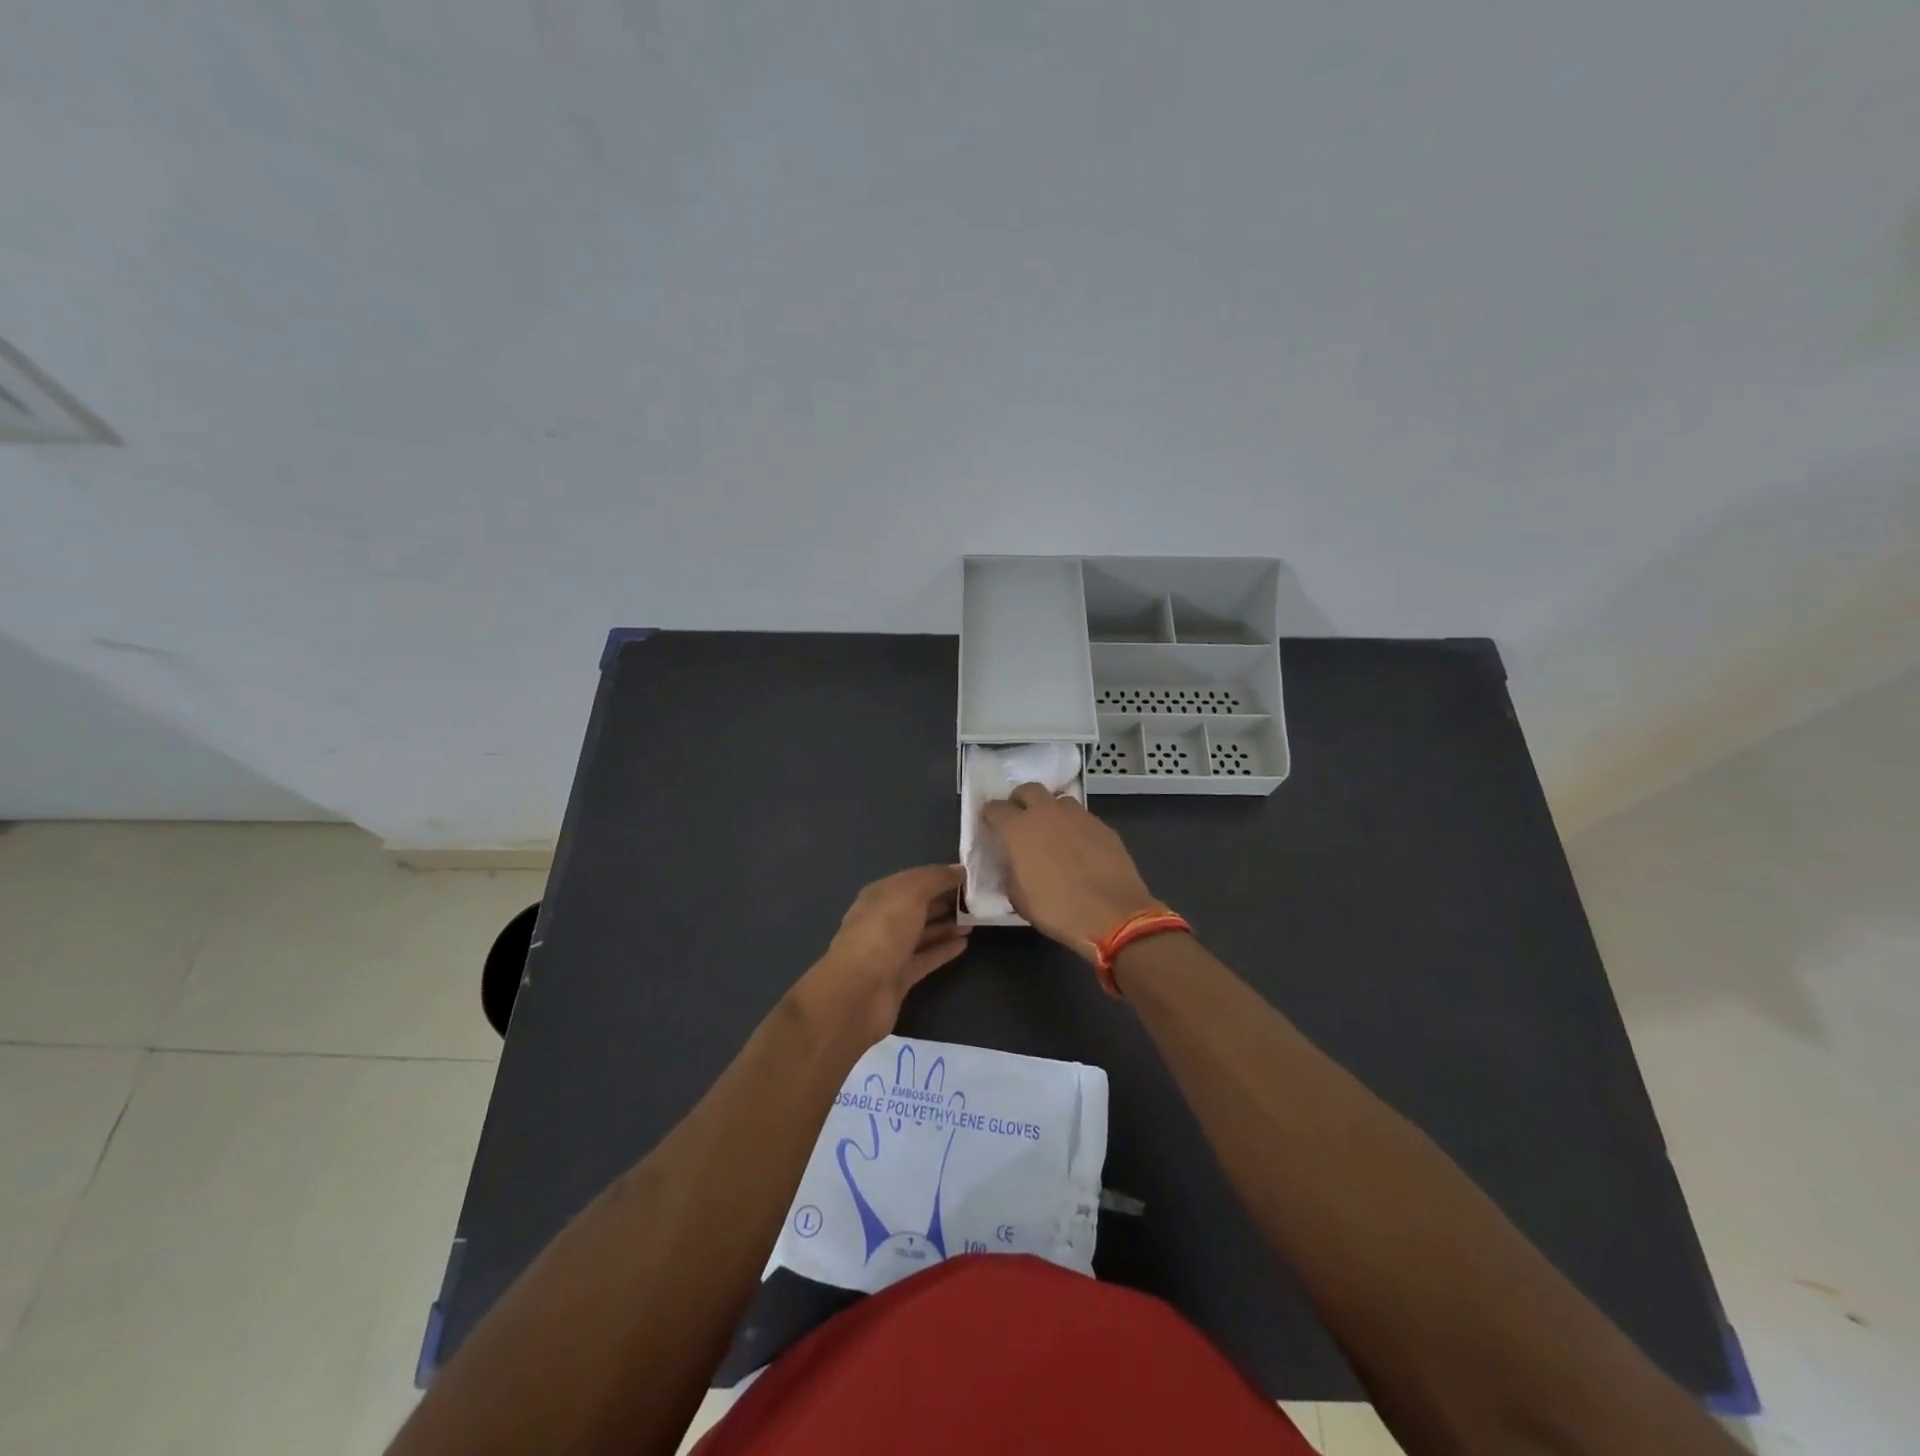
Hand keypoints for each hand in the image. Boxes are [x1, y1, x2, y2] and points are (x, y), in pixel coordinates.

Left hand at [806, 865, 969, 1039]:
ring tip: (976, 920)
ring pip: (923, 933)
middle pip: (919, 906)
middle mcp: (884, 920)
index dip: (940, 876)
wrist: (859, 992)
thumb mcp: (910, 894)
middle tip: (979, 899)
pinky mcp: (900, 977)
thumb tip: (959, 869)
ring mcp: (891, 950)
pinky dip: (944, 950)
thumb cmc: (883, 932)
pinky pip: (926, 958)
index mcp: (880, 895)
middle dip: (945, 900)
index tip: (970, 876)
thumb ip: (935, 878)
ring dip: (947, 925)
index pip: (914, 879)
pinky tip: (965, 944)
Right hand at [980, 784, 1162, 960]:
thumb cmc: (1057, 909)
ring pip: (1059, 801)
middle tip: (1021, 819)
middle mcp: (1047, 813)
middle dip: (1021, 800)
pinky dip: (1075, 827)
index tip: (991, 825)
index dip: (991, 816)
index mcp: (1019, 829)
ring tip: (1054, 833)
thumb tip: (1015, 864)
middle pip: (1029, 790)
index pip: (995, 808)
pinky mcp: (1103, 826)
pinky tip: (1080, 849)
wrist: (1112, 915)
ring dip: (1051, 812)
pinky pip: (1082, 818)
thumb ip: (1012, 871)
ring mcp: (1078, 816)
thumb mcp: (1019, 898)